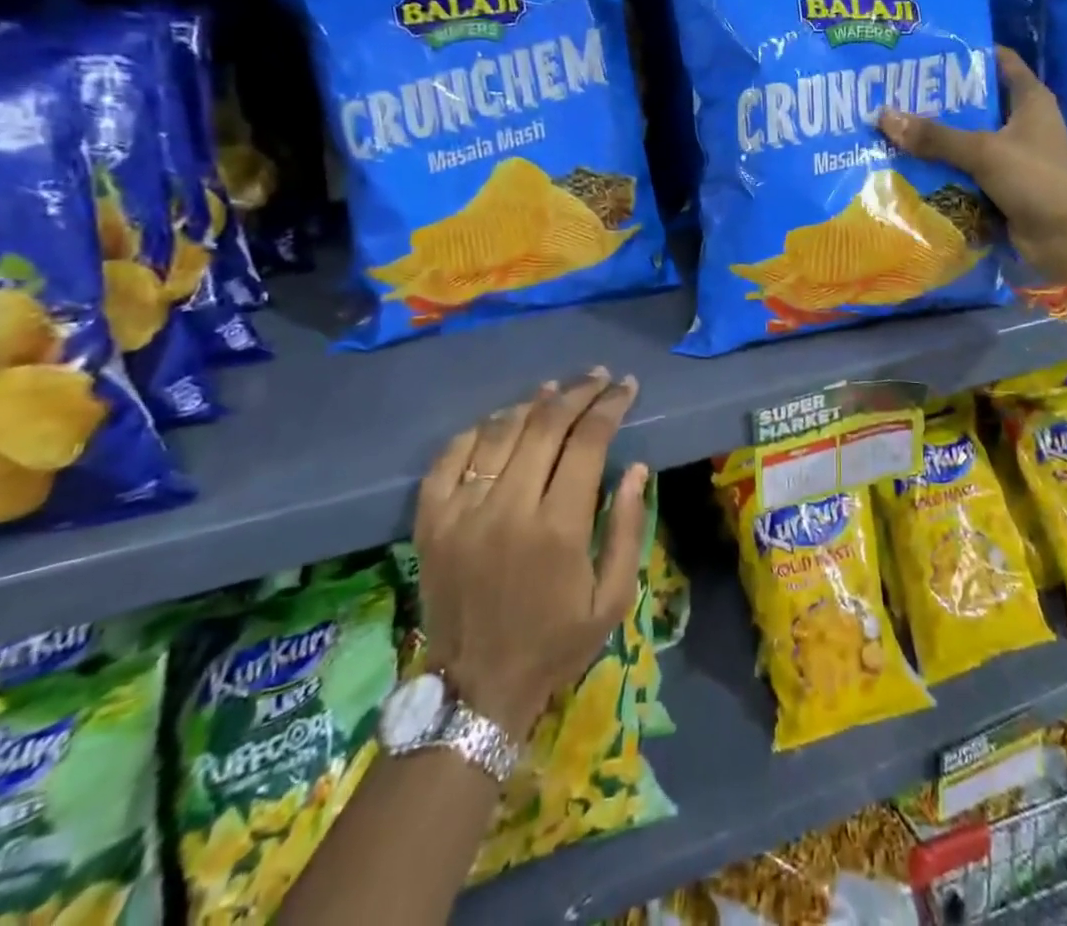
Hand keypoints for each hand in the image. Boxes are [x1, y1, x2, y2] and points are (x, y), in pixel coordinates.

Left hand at [415, 368, 648, 737]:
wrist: (475, 689)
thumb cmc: (555, 642)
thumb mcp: (613, 598)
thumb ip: (630, 529)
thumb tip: (636, 468)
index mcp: (559, 528)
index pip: (588, 442)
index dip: (610, 406)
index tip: (626, 387)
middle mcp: (509, 508)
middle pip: (545, 424)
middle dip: (578, 392)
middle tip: (598, 378)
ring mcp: (462, 511)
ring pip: (500, 431)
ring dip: (532, 403)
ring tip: (556, 390)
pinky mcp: (430, 520)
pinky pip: (452, 455)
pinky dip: (480, 429)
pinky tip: (501, 421)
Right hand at [878, 46, 1066, 282]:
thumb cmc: (1037, 180)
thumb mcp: (984, 151)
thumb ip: (936, 136)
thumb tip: (884, 116)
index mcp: (1030, 100)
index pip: (1000, 62)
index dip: (968, 53)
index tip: (928, 52)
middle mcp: (1022, 124)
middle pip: (976, 104)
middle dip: (939, 101)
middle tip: (896, 93)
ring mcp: (1012, 158)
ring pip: (967, 142)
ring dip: (936, 140)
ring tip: (892, 128)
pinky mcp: (1001, 188)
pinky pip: (965, 174)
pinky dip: (942, 172)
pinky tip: (907, 167)